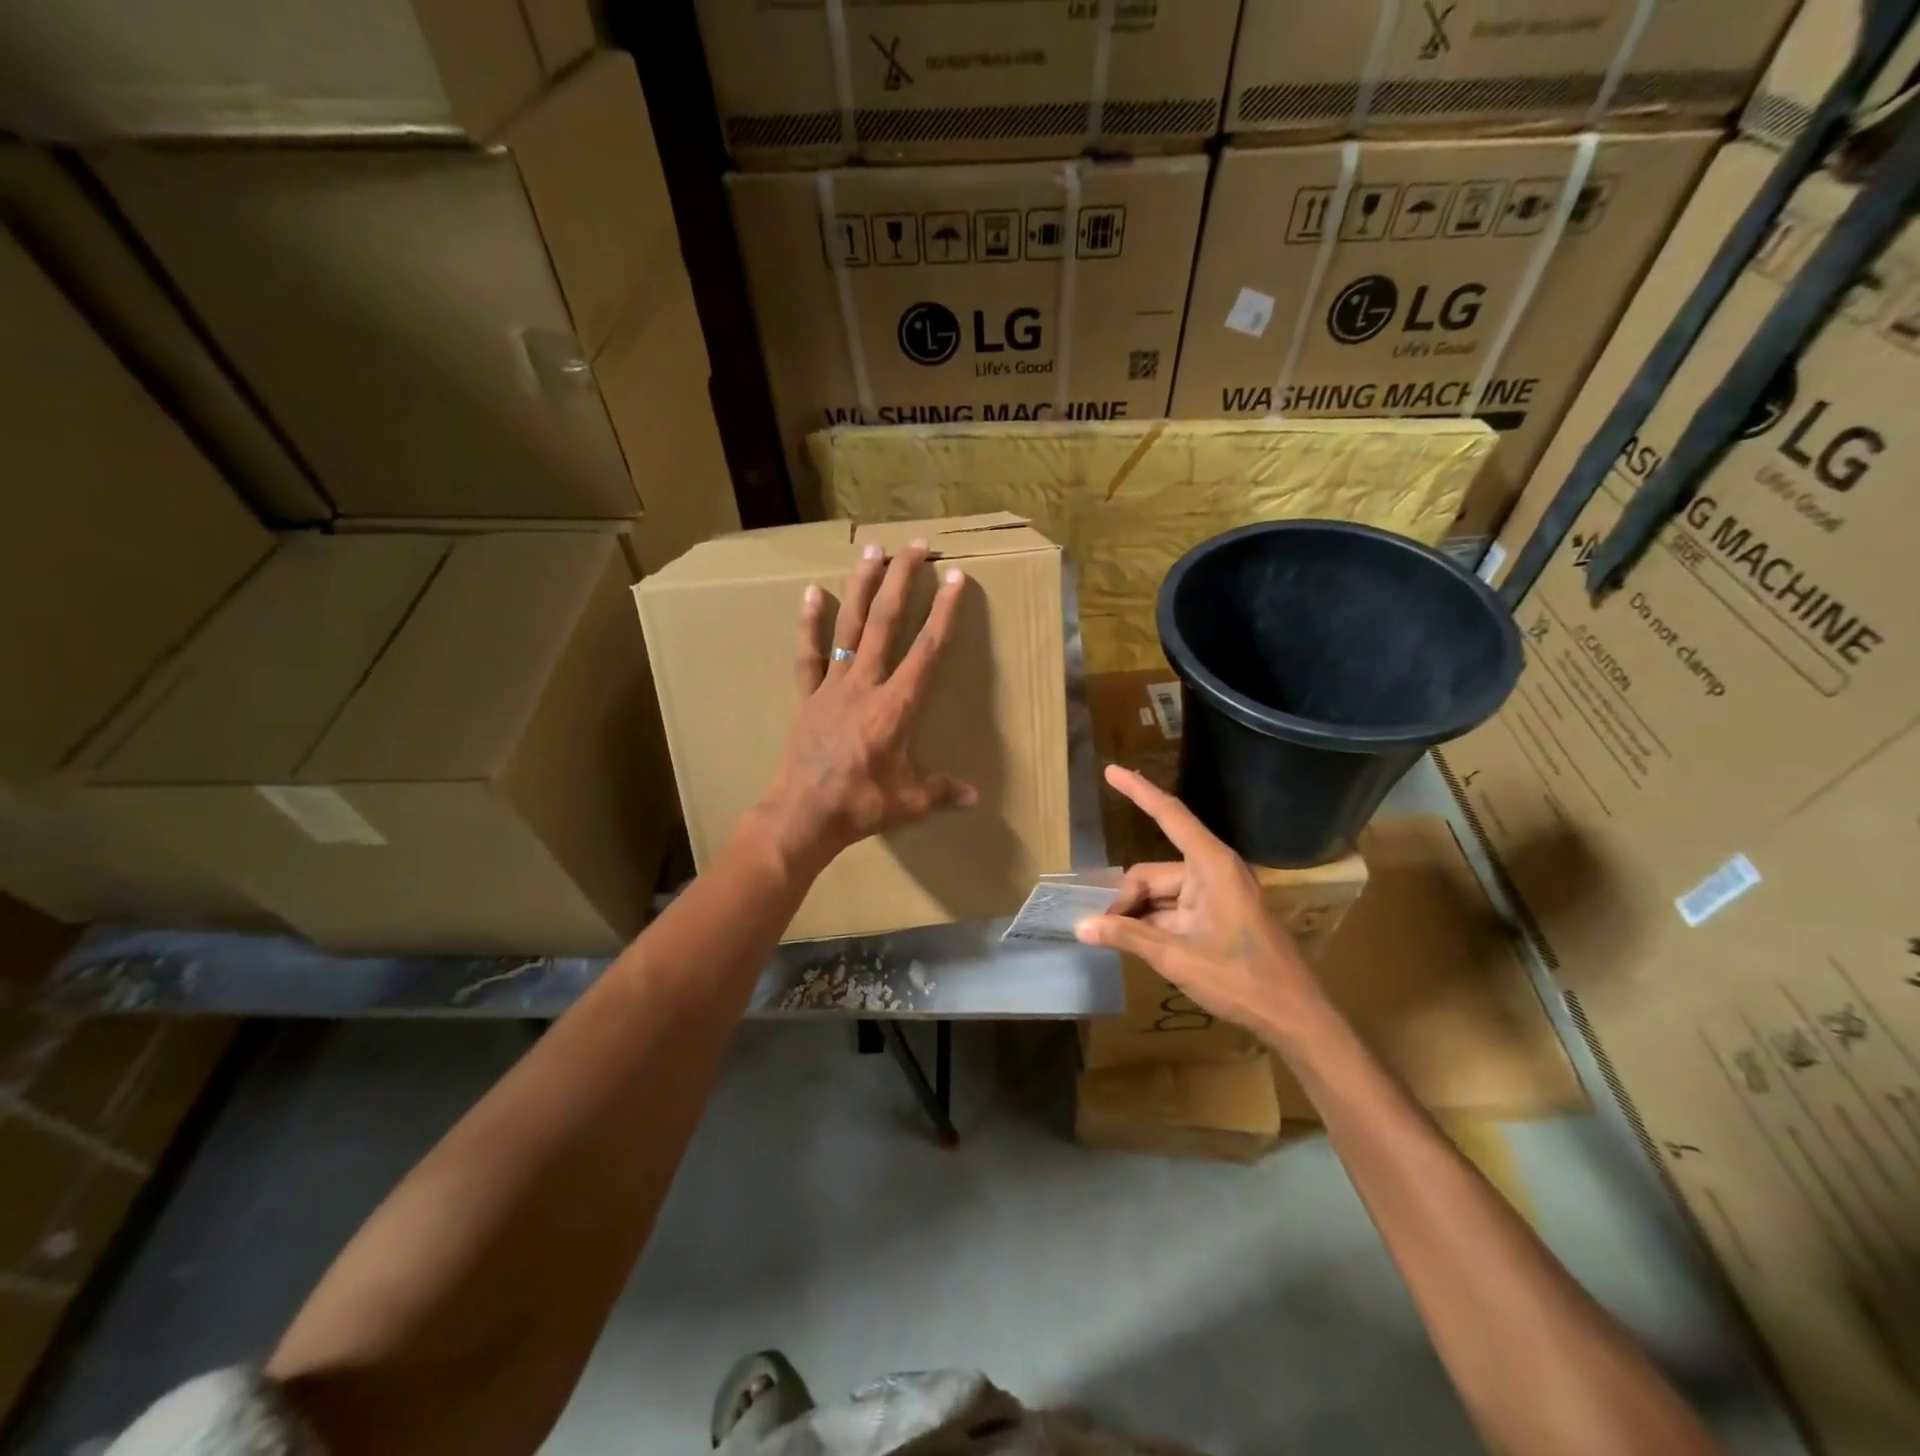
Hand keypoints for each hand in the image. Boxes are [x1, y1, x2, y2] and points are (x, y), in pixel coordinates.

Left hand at [753, 540, 977, 874]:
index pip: (927, 650)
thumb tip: (974, 796)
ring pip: (850, 626)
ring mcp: (832, 686)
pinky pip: (808, 654)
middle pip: (886, 623)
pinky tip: (812, 591)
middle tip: (917, 546)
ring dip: (863, 586)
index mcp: (896, 706)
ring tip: (873, 550)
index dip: (945, 612)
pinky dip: (810, 623)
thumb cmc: (860, 807)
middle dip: (904, 581)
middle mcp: (865, 684)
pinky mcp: (807, 696)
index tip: (956, 578)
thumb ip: (942, 791)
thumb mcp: (909, 802)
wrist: (802, 816)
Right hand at [1074, 764, 1324, 1043]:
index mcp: (1211, 866)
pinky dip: (1152, 924)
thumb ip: (1128, 937)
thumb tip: (1080, 926)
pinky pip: (1171, 909)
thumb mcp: (1178, 958)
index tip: (1110, 770)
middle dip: (1126, 900)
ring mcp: (1214, 894)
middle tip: (1104, 932)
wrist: (1294, 1016)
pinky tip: (1137, 946)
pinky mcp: (1215, 914)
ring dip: (1138, 916)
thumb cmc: (1242, 980)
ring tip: (1118, 944)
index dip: (1138, 791)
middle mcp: (1211, 871)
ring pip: (1158, 894)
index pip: (1169, 815)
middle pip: (1151, 874)